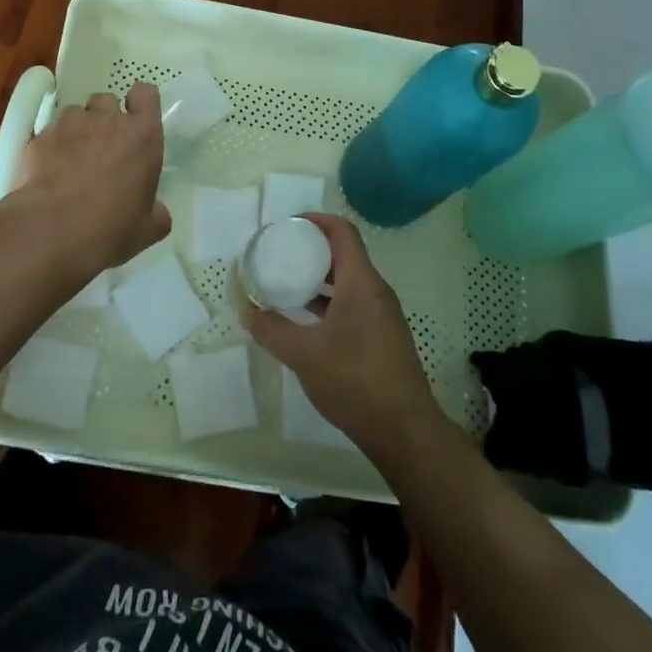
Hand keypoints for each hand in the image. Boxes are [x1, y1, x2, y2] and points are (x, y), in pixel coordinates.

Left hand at [10, 83, 169, 275]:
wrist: (51, 231)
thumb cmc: (110, 227)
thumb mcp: (148, 229)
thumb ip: (157, 213)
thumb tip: (157, 212)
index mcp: (142, 136)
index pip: (146, 94)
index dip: (140, 104)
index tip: (136, 121)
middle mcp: (107, 120)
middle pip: (107, 100)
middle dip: (105, 117)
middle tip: (103, 146)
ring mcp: (70, 125)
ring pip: (75, 113)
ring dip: (77, 129)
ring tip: (72, 158)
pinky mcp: (40, 138)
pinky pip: (49, 133)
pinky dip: (51, 146)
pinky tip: (48, 172)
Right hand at [242, 213, 444, 450]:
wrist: (404, 430)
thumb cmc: (354, 380)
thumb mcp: (304, 354)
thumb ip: (272, 329)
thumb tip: (247, 311)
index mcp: (361, 281)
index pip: (342, 231)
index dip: (316, 220)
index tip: (288, 225)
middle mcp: (376, 290)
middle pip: (344, 254)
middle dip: (313, 250)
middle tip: (282, 255)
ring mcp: (382, 314)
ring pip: (349, 282)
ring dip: (320, 279)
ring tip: (289, 286)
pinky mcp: (383, 337)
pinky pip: (354, 304)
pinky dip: (330, 302)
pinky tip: (308, 323)